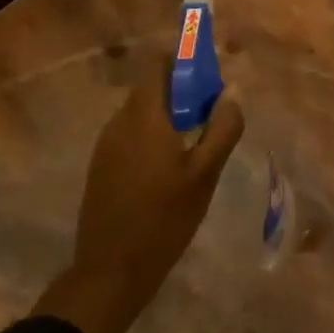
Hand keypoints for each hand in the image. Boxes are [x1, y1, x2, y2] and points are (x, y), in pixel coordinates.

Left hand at [34, 56, 244, 332]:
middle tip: (213, 113)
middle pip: (153, 88)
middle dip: (184, 91)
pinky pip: (132, 134)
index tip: (211, 74)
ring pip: (143, 113)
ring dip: (170, 115)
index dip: (185, 60)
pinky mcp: (101, 166)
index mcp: (143, 116)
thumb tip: (232, 93)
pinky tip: (172, 166)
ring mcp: (106, 145)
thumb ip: (222, 128)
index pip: (159, 63)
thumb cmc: (163, 219)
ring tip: (198, 141)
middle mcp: (119, 122)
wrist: (109, 272)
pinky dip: (155, 135)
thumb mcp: (204, 174)